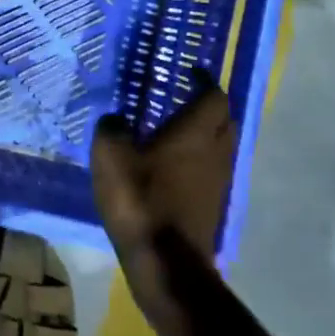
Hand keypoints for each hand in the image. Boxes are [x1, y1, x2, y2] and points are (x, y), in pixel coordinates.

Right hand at [92, 78, 234, 322]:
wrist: (167, 264)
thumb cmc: (141, 200)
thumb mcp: (111, 156)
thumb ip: (112, 128)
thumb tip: (116, 119)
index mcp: (196, 132)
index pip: (213, 95)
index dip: (203, 80)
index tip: (190, 70)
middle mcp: (215, 151)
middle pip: (223, 119)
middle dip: (208, 105)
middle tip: (182, 97)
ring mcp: (218, 181)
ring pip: (220, 145)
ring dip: (205, 133)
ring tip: (175, 129)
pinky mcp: (212, 205)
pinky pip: (212, 169)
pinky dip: (198, 159)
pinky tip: (172, 165)